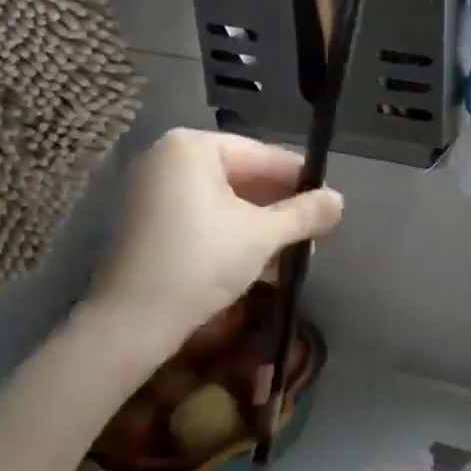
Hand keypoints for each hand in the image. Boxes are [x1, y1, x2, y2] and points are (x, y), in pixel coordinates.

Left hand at [82, 129, 343, 374]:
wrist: (130, 324)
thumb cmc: (201, 263)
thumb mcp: (263, 235)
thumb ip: (305, 213)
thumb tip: (340, 200)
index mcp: (193, 147)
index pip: (264, 155)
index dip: (301, 181)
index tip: (329, 205)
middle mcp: (168, 157)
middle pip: (243, 176)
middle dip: (280, 208)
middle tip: (314, 234)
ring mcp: (152, 189)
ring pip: (224, 200)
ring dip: (260, 225)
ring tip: (292, 252)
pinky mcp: (146, 221)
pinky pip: (201, 215)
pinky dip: (231, 233)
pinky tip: (259, 260)